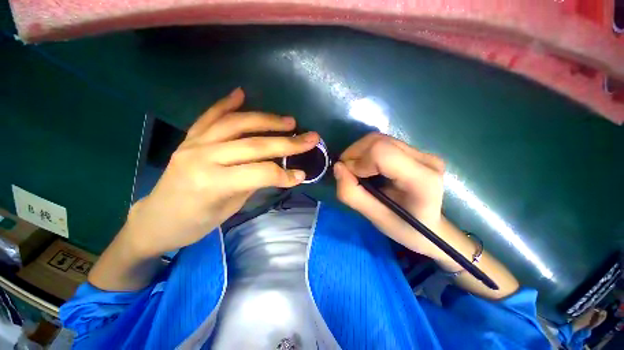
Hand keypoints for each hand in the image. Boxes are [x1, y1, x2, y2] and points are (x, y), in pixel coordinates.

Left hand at [124, 88, 318, 255]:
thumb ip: (253, 183)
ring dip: (267, 120)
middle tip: (310, 138)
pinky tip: (242, 94)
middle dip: (287, 142)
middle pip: (254, 145)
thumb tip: (278, 170)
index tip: (302, 175)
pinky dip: (226, 103)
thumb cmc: (194, 223)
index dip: (285, 174)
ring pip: (237, 124)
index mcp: (213, 183)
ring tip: (289, 121)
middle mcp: (203, 157)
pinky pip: (210, 116)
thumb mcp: (230, 209)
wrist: (156, 220)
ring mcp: (194, 143)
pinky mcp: (189, 138)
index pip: (260, 173)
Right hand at [333, 132, 447, 259]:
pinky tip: (366, 166)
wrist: (430, 226)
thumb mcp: (375, 218)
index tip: (350, 177)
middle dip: (354, 154)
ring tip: (355, 169)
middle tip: (347, 172)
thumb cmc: (405, 228)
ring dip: (358, 152)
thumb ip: (352, 194)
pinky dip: (366, 152)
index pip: (382, 153)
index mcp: (421, 180)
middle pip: (378, 141)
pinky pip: (382, 143)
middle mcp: (425, 159)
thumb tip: (338, 167)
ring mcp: (422, 152)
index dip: (359, 162)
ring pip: (379, 139)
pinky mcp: (415, 151)